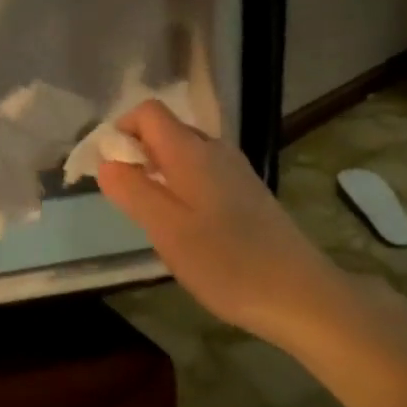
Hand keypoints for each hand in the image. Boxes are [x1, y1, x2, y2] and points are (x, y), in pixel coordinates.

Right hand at [97, 100, 342, 339]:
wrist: (299, 294)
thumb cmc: (226, 262)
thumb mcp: (166, 229)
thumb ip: (132, 191)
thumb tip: (107, 162)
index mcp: (192, 151)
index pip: (148, 112)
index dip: (121, 129)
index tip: (109, 167)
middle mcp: (215, 149)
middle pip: (166, 130)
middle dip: (137, 153)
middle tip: (126, 198)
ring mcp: (236, 170)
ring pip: (184, 153)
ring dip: (159, 172)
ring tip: (153, 216)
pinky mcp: (248, 192)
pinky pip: (203, 173)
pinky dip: (182, 186)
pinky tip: (186, 227)